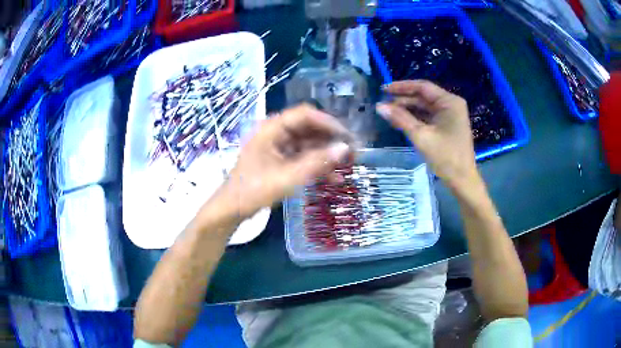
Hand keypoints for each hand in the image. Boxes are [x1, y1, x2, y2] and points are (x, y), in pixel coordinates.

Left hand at [222, 104, 352, 217]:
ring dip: (328, 154)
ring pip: (309, 144)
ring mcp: (278, 146)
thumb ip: (317, 162)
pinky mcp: (281, 160)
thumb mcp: (287, 177)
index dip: (329, 123)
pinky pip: (304, 158)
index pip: (306, 114)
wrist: (233, 209)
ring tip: (348, 166)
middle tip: (353, 152)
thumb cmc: (254, 190)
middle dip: (332, 140)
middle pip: (310, 128)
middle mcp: (276, 133)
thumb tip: (345, 148)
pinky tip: (334, 179)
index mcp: (272, 128)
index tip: (348, 137)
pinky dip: (318, 166)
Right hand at [376, 80, 478, 191]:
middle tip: (383, 103)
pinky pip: (429, 116)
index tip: (383, 89)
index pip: (423, 87)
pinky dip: (415, 118)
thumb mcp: (421, 136)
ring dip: (408, 109)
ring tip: (388, 112)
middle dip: (403, 99)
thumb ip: (401, 119)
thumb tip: (379, 106)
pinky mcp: (447, 125)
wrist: (462, 180)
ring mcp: (450, 115)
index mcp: (449, 102)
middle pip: (423, 96)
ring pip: (425, 107)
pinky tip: (400, 120)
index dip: (402, 87)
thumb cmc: (446, 157)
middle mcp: (451, 104)